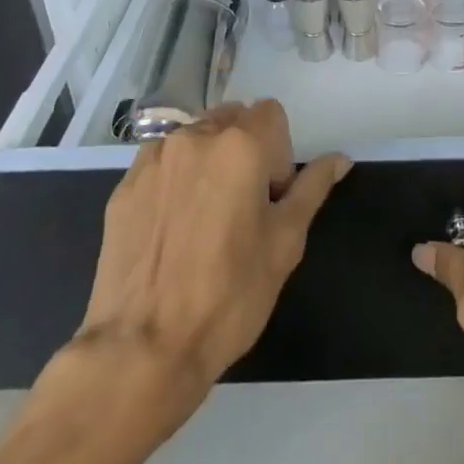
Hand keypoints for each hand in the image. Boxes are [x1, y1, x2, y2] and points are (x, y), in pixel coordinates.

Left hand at [71, 99, 349, 401]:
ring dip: (209, 162)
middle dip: (245, 149)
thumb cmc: (229, 295)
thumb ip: (313, 188)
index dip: (279, 152)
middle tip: (242, 208)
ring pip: (195, 139)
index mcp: (240, 144)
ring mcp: (153, 160)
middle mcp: (194, 137)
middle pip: (232, 119)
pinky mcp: (123, 187)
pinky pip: (161, 164)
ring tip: (204, 220)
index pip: (271, 113)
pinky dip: (175, 180)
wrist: (142, 350)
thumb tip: (340, 158)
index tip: (270, 198)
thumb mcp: (285, 243)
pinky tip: (173, 230)